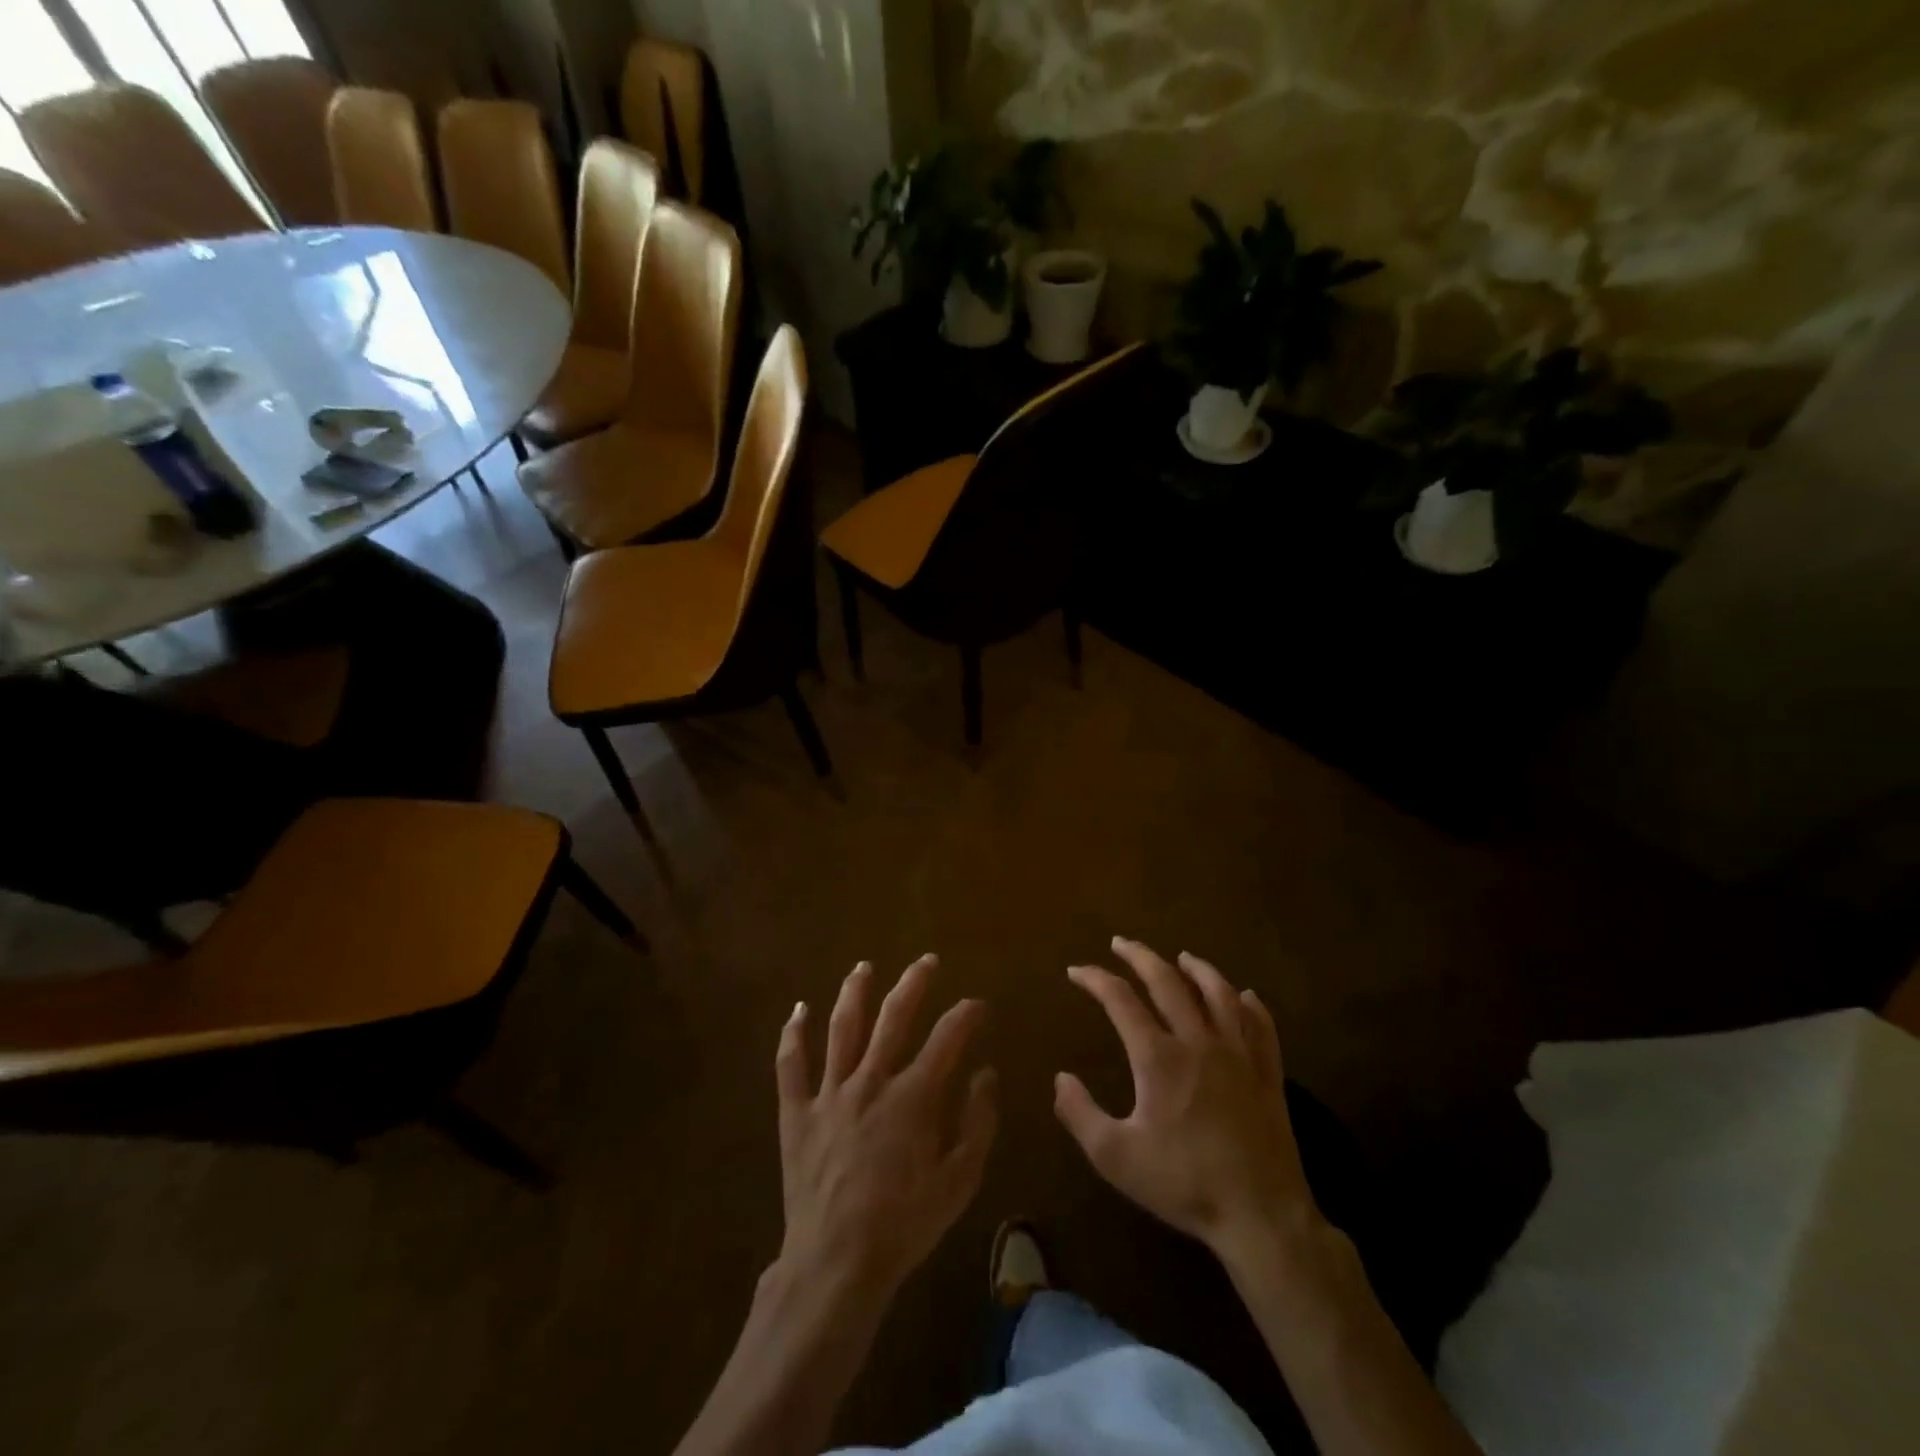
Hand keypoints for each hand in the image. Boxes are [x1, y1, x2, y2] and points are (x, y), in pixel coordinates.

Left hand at [775, 955, 996, 1302]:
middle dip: (914, 983)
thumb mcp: (959, 1181)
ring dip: (854, 992)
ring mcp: (830, 1093)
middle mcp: (871, 1080)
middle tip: (926, 961)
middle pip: (893, 1017)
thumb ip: (978, 1123)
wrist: (836, 1264)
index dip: (966, 1015)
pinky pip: (790, 1066)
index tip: (978, 1005)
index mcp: (913, 1096)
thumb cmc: (904, 1224)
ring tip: (863, 967)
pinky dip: (793, 1035)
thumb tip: (987, 1074)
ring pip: (841, 1028)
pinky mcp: (797, 1113)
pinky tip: (797, 1010)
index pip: (947, 1038)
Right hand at [1055, 937, 1317, 1262]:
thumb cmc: (1183, 1184)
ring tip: (1182, 957)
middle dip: (1141, 957)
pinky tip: (1244, 996)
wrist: (1260, 1217)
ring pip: (1219, 994)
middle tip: (1122, 943)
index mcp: (1159, 1057)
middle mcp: (1198, 1042)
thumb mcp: (1116, 1157)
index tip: (1076, 970)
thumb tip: (1060, 1078)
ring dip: (1197, 969)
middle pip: (1168, 982)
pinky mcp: (1268, 1075)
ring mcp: (1239, 1055)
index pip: (1120, 1000)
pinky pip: (1261, 1028)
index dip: (1095, 979)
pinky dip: (1250, 1005)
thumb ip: (1080, 1114)